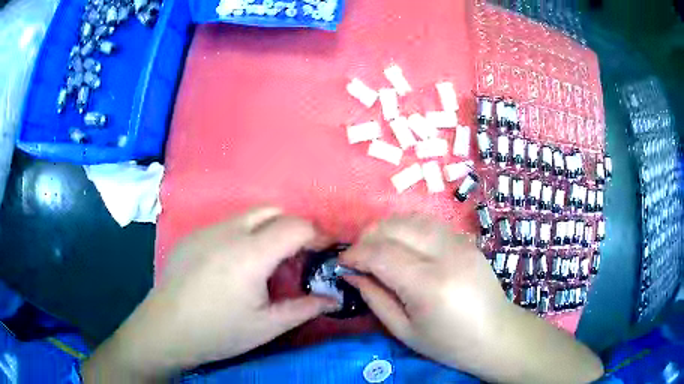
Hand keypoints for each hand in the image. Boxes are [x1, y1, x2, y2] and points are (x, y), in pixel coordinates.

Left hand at [83, 207, 337, 380]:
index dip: (317, 235)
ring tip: (267, 262)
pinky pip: (227, 224)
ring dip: (268, 230)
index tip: (325, 251)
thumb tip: (335, 300)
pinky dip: (244, 234)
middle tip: (298, 257)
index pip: (295, 226)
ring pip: (249, 215)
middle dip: (293, 228)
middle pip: (273, 211)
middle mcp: (228, 231)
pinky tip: (235, 264)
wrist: (166, 329)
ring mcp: (206, 230)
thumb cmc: (219, 332)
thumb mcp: (267, 326)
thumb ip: (304, 308)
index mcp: (250, 254)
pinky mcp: (193, 235)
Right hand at [340, 214, 602, 383]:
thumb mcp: (404, 330)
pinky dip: (407, 228)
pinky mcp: (466, 240)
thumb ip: (374, 297)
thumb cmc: (448, 343)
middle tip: (358, 256)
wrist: (496, 335)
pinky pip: (428, 223)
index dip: (355, 254)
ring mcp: (460, 243)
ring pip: (411, 218)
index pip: (381, 253)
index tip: (342, 262)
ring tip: (377, 249)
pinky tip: (403, 245)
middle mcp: (446, 255)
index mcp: (429, 285)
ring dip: (386, 229)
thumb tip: (350, 273)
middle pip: (394, 227)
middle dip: (367, 237)